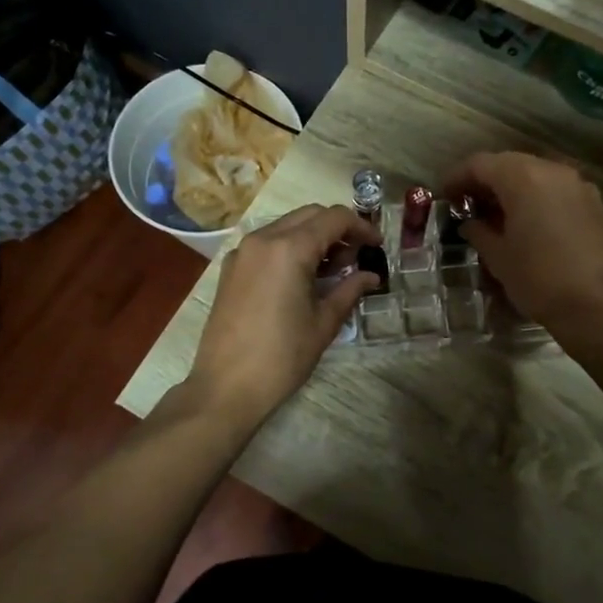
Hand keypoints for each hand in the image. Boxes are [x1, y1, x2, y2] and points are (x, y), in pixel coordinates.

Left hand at [186, 204, 379, 428]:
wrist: (226, 387)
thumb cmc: (282, 357)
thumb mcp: (324, 323)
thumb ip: (349, 290)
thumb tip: (371, 276)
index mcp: (289, 249)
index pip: (334, 218)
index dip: (361, 227)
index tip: (377, 246)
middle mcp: (263, 239)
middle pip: (310, 215)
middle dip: (338, 229)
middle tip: (357, 257)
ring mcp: (243, 252)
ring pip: (287, 225)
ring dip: (314, 237)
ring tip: (333, 270)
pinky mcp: (231, 268)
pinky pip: (268, 243)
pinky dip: (290, 247)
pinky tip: (303, 277)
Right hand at [443, 152, 602, 337]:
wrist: (598, 307)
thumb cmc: (538, 279)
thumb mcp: (498, 256)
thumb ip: (479, 231)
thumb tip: (471, 222)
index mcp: (523, 177)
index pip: (480, 164)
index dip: (457, 177)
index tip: (443, 196)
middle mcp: (552, 170)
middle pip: (509, 164)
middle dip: (484, 180)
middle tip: (466, 203)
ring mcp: (577, 185)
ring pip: (534, 174)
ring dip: (511, 188)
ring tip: (494, 214)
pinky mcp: (593, 203)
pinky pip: (555, 189)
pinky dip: (535, 197)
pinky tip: (526, 222)